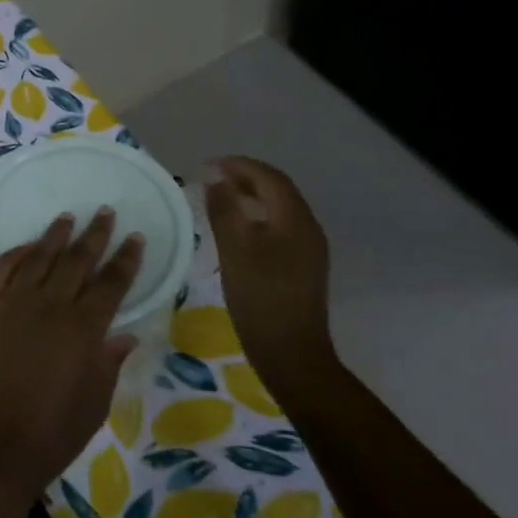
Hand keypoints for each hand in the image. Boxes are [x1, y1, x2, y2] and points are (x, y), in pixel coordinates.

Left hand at [0, 211, 144, 492]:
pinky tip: (25, 247)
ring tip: (67, 217)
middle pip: (77, 260)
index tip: (136, 238)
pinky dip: (13, 255)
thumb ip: (109, 361)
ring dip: (55, 236)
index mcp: (84, 328)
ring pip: (38, 258)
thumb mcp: (96, 401)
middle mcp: (50, 306)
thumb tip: (125, 335)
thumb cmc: (55, 431)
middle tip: (105, 212)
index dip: (126, 259)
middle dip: (95, 235)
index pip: (111, 283)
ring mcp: (14, 305)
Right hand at [205, 158, 336, 384]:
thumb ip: (225, 210)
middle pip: (278, 191)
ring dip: (251, 197)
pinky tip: (237, 230)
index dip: (240, 165)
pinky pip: (279, 228)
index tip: (209, 165)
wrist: (291, 353)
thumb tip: (217, 181)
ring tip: (221, 198)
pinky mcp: (302, 268)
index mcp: (295, 220)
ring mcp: (308, 250)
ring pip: (279, 210)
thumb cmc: (260, 298)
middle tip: (212, 177)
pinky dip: (257, 218)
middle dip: (246, 178)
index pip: (270, 178)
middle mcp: (308, 229)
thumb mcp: (234, 250)